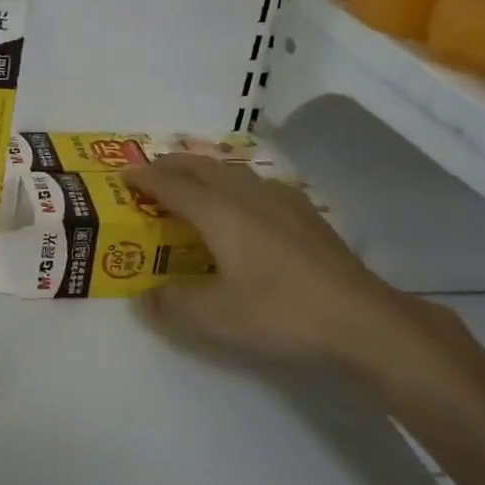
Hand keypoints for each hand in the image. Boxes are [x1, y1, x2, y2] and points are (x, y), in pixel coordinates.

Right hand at [123, 155, 438, 375]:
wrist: (360, 318)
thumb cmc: (281, 312)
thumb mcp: (215, 318)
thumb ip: (171, 304)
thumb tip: (145, 296)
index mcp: (219, 212)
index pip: (171, 184)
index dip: (144, 178)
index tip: (123, 176)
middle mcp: (246, 194)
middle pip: (200, 167)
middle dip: (171, 166)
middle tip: (151, 175)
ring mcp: (280, 199)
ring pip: (230, 171)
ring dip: (202, 172)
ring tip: (191, 184)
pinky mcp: (304, 212)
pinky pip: (255, 184)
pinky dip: (232, 184)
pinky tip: (244, 205)